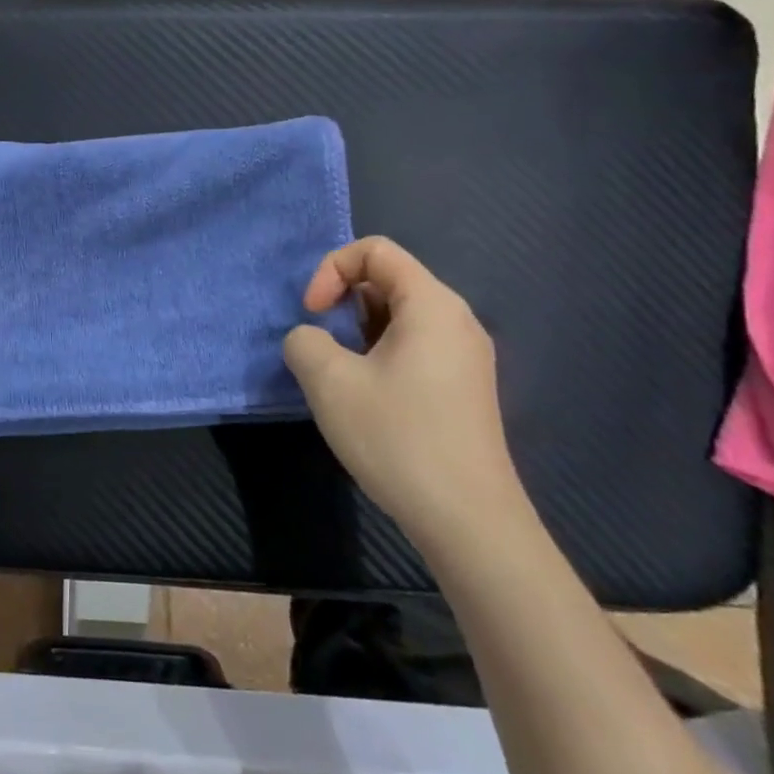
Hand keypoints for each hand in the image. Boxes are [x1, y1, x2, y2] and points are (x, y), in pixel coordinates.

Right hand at [282, 237, 526, 558]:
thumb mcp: (328, 381)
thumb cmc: (398, 438)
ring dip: (356, 332)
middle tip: (321, 345)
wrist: (469, 522)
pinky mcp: (462, 388)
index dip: (332, 270)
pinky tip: (365, 398)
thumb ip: (304, 341)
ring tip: (338, 374)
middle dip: (342, 302)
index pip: (375, 251)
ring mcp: (464, 357)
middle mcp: (456, 321)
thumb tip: (311, 340)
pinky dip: (378, 354)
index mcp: (432, 305)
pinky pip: (413, 347)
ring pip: (398, 317)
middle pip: (389, 280)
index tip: (313, 314)